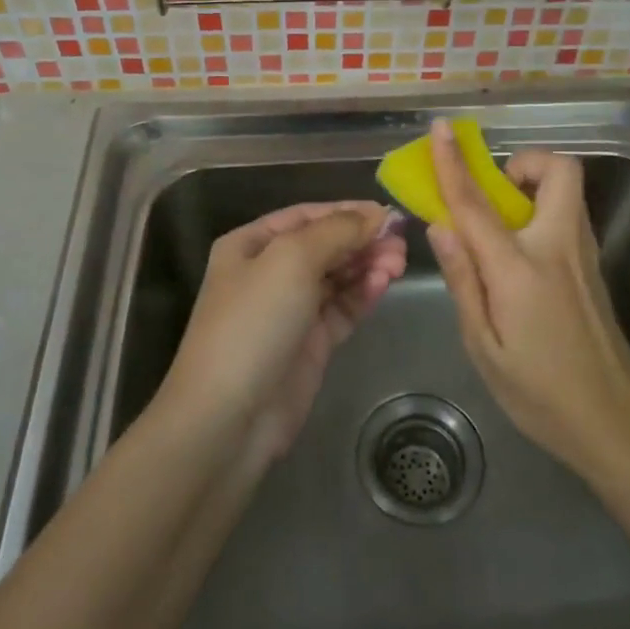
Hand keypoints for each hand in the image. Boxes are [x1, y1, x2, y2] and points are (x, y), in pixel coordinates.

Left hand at [162, 200, 406, 466]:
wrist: (228, 417)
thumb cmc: (253, 322)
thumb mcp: (292, 260)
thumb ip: (337, 231)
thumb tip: (376, 214)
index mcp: (251, 245)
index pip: (306, 216)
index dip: (347, 211)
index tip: (388, 213)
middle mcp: (269, 272)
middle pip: (325, 245)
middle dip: (362, 240)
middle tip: (400, 242)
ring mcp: (290, 310)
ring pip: (337, 277)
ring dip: (367, 265)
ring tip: (398, 263)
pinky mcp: (310, 343)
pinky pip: (342, 308)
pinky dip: (363, 294)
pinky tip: (383, 284)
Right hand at [426, 120, 629, 478]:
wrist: (615, 424)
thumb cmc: (539, 393)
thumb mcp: (484, 347)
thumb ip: (463, 281)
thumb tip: (441, 226)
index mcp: (521, 269)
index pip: (477, 203)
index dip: (453, 163)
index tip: (440, 129)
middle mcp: (559, 248)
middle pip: (559, 170)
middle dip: (525, 163)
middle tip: (496, 193)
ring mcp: (584, 256)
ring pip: (568, 191)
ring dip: (535, 186)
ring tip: (502, 226)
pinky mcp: (595, 269)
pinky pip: (569, 216)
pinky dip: (543, 211)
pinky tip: (522, 256)